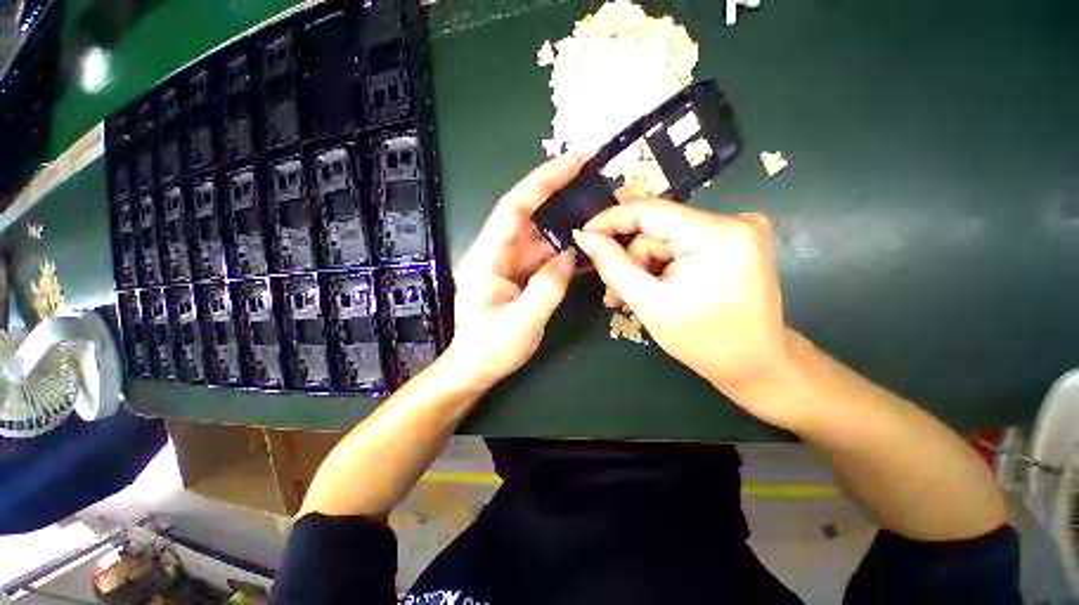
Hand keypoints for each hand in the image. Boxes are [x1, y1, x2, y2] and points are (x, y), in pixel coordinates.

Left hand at [447, 155, 581, 391]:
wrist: (475, 368)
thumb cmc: (490, 349)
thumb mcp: (522, 323)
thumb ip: (548, 288)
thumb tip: (569, 256)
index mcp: (488, 258)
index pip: (514, 208)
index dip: (542, 181)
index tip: (572, 161)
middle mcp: (496, 253)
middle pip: (529, 215)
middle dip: (558, 194)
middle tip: (592, 177)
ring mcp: (508, 264)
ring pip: (540, 237)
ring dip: (565, 227)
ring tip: (596, 216)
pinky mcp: (518, 275)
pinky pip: (544, 257)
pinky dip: (564, 252)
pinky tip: (584, 250)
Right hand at [572, 200, 795, 420]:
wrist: (757, 365)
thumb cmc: (704, 342)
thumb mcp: (649, 303)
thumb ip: (612, 266)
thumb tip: (585, 236)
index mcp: (716, 235)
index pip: (650, 210)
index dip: (611, 220)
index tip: (584, 235)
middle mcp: (733, 222)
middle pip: (657, 231)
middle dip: (630, 262)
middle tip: (614, 294)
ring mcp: (737, 231)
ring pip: (666, 241)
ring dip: (644, 269)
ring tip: (631, 300)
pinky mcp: (734, 243)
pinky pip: (682, 246)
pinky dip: (662, 268)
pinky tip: (653, 291)